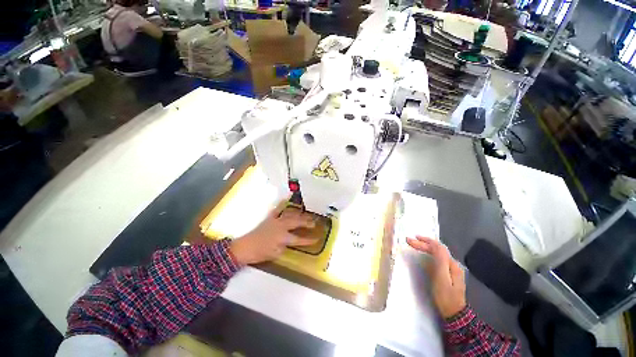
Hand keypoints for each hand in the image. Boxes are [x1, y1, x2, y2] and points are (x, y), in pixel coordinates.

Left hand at [230, 200, 316, 264]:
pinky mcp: (270, 218)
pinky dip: (282, 203)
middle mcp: (282, 227)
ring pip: (290, 215)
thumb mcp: (275, 254)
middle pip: (297, 223)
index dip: (308, 240)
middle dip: (307, 222)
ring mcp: (276, 220)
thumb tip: (289, 242)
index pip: (299, 239)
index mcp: (283, 237)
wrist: (245, 247)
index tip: (317, 238)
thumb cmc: (260, 253)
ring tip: (306, 213)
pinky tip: (286, 198)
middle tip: (315, 222)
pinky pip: (277, 209)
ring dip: (299, 214)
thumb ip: (284, 247)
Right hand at [407, 236, 465, 318]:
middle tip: (409, 240)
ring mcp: (450, 269)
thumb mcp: (442, 279)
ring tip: (414, 244)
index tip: (411, 240)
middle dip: (423, 243)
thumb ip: (440, 261)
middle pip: (437, 249)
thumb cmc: (446, 297)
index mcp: (451, 264)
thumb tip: (435, 245)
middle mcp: (452, 264)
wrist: (454, 315)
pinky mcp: (447, 274)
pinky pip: (437, 259)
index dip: (424, 241)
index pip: (437, 247)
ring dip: (425, 247)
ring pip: (437, 253)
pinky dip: (428, 253)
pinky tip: (423, 253)